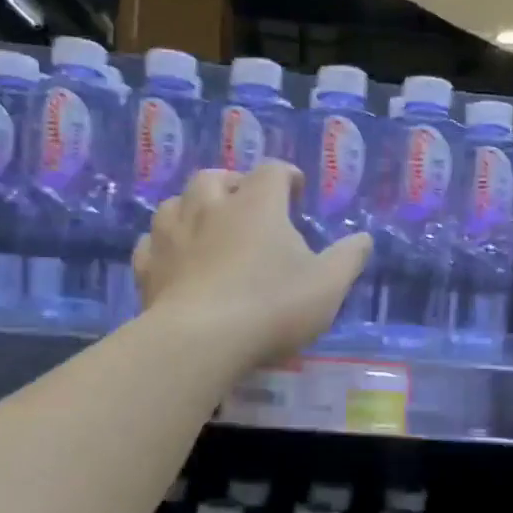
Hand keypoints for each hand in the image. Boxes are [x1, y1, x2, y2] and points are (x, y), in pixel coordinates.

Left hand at [134, 162, 372, 371]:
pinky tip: (173, 257)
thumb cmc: (272, 306)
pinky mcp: (149, 267)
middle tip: (246, 203)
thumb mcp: (328, 285)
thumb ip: (349, 258)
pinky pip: (152, 242)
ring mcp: (172, 235)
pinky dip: (164, 243)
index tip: (296, 191)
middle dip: (233, 183)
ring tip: (207, 225)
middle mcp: (209, 207)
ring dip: (192, 207)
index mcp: (256, 204)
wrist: (201, 341)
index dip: (287, 176)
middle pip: (215, 177)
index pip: (272, 171)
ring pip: (176, 203)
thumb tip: (364, 239)